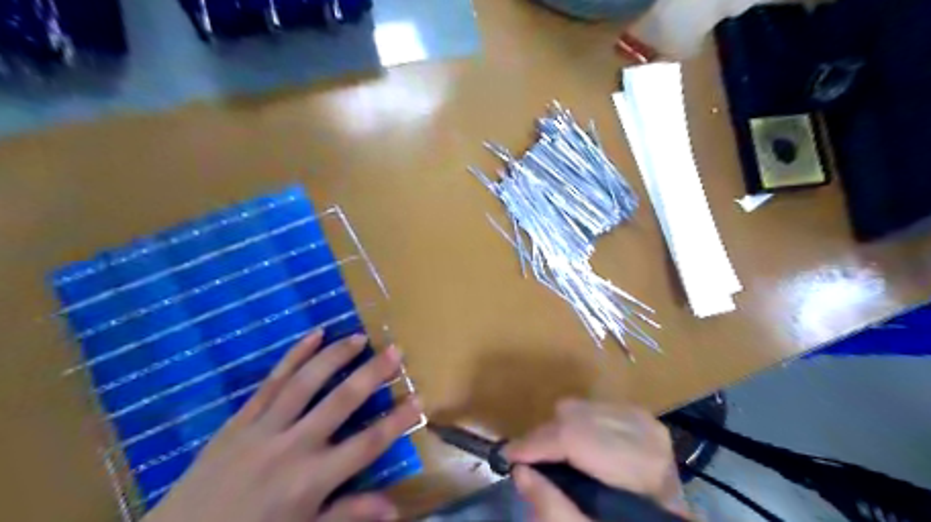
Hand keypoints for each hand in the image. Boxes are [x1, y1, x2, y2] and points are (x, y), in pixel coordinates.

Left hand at [143, 329, 424, 520]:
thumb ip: (348, 515)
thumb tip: (394, 509)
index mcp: (311, 480)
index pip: (366, 445)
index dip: (396, 422)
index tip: (420, 400)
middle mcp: (292, 447)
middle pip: (341, 402)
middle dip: (372, 374)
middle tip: (395, 351)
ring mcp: (263, 428)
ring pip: (306, 382)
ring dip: (335, 356)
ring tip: (359, 337)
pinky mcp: (241, 418)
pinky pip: (271, 381)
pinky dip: (294, 355)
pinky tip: (314, 335)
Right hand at [503, 401, 690, 519]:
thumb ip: (553, 511)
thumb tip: (520, 471)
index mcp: (641, 468)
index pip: (578, 438)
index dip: (539, 444)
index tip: (509, 456)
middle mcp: (646, 434)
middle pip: (575, 417)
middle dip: (544, 438)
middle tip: (525, 460)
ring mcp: (644, 421)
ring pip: (580, 407)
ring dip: (557, 430)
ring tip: (548, 456)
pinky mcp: (638, 417)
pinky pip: (590, 407)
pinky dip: (573, 424)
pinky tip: (573, 448)